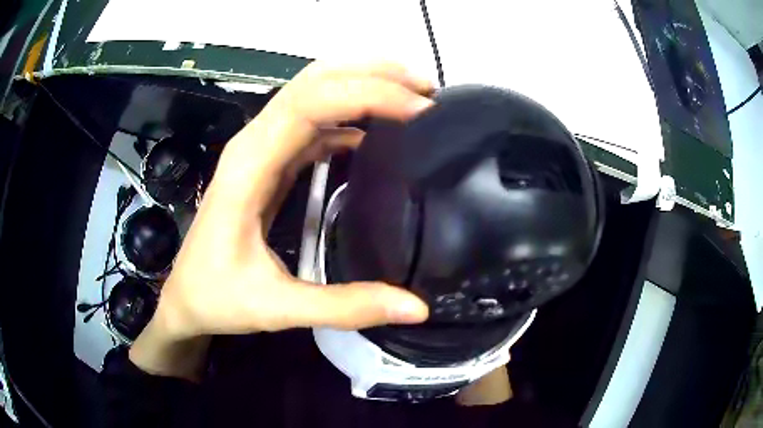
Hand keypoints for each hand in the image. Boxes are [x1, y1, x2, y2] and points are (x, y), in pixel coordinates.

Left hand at [130, 62, 433, 378]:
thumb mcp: (277, 308)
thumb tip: (417, 308)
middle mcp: (254, 144)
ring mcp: (261, 150)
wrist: (184, 298)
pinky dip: (350, 117)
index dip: (367, 95)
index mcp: (249, 166)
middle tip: (425, 89)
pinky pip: (313, 124)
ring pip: (313, 94)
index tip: (419, 110)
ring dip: (362, 86)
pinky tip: (379, 132)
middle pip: (313, 82)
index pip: (310, 103)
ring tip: (412, 98)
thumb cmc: (217, 298)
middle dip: (372, 74)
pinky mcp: (269, 163)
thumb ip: (345, 306)